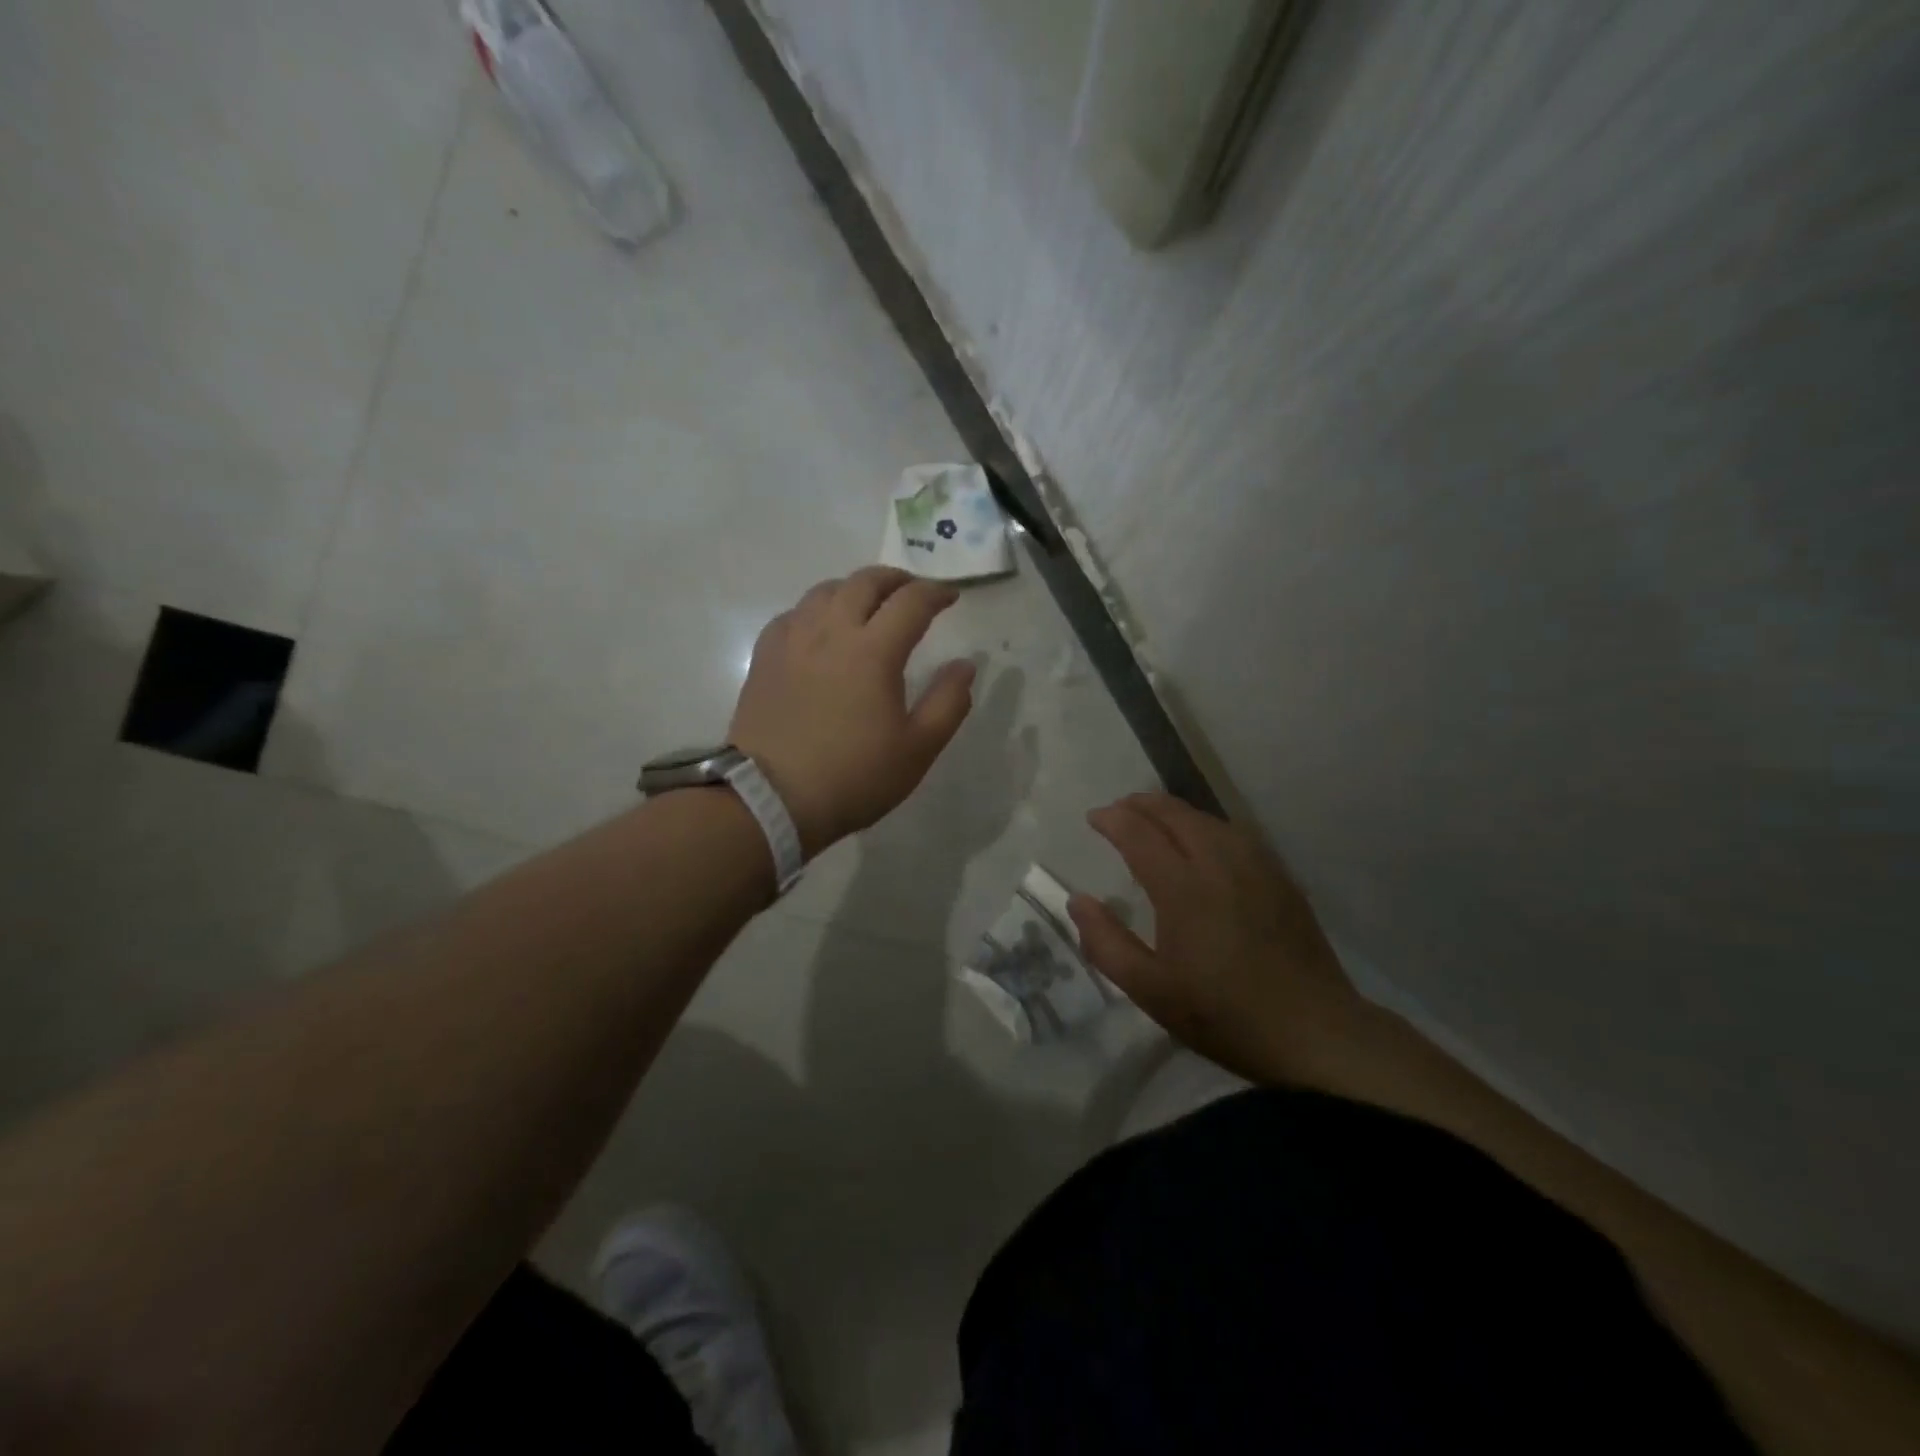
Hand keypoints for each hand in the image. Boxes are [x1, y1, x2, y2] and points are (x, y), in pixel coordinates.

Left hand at [729, 567, 975, 854]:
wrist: (770, 799)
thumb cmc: (854, 777)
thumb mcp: (918, 749)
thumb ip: (948, 702)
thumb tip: (964, 666)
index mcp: (873, 651)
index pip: (911, 602)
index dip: (936, 593)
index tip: (951, 597)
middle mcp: (831, 632)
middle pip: (865, 582)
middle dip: (896, 579)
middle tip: (913, 592)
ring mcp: (792, 641)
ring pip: (824, 591)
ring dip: (854, 588)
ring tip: (868, 605)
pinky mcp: (764, 658)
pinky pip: (793, 614)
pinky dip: (816, 610)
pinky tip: (820, 629)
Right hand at [1068, 793, 1371, 1086]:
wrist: (1314, 1033)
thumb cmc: (1223, 1015)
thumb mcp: (1150, 990)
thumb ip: (1106, 943)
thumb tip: (1078, 900)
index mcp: (1183, 888)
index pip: (1140, 834)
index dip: (1113, 819)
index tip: (1094, 818)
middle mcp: (1219, 863)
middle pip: (1175, 814)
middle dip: (1142, 804)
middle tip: (1120, 809)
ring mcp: (1256, 867)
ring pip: (1208, 819)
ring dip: (1175, 811)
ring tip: (1155, 818)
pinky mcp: (1281, 878)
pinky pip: (1236, 833)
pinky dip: (1207, 825)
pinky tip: (1205, 840)